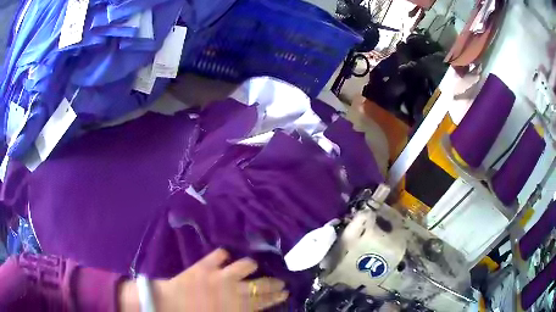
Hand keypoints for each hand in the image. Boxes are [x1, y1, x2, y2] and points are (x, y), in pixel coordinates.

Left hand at [119, 249, 288, 311]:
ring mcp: (220, 276)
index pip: (264, 301)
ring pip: (245, 265)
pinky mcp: (205, 266)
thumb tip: (252, 309)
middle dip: (274, 284)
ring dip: (250, 266)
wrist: (169, 306)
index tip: (285, 292)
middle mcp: (234, 291)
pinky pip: (220, 254)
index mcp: (238, 307)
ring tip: (252, 267)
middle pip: (261, 285)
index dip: (276, 297)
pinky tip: (224, 257)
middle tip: (281, 282)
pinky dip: (223, 255)